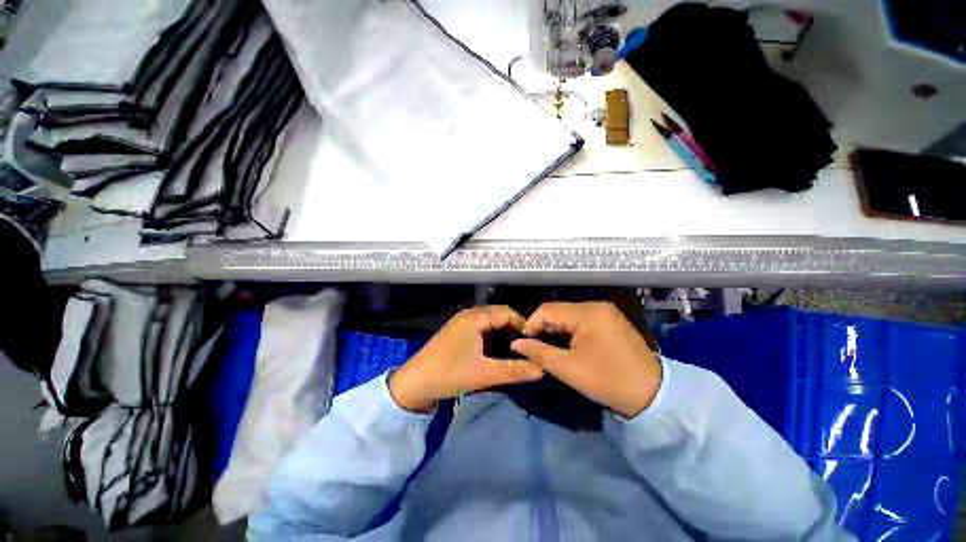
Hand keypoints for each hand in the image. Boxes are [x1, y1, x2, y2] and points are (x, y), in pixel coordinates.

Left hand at [389, 306, 543, 412]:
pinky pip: (481, 329)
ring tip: (517, 351)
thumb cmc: (448, 374)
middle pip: (499, 316)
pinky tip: (499, 351)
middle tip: (528, 348)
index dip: (523, 325)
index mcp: (475, 317)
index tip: (535, 342)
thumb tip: (541, 369)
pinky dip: (493, 338)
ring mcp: (462, 323)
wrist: (413, 384)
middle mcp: (469, 315)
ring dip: (504, 334)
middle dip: (514, 330)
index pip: (507, 312)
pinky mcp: (458, 333)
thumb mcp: (484, 373)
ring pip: (490, 323)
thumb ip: (514, 370)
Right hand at [511, 302, 661, 418]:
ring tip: (548, 346)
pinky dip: (569, 329)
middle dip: (543, 327)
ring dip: (555, 328)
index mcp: (588, 313)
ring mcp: (605, 311)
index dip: (531, 324)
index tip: (524, 343)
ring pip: (568, 314)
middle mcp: (597, 305)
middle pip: (558, 310)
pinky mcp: (610, 319)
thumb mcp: (568, 368)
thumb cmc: (608, 381)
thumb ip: (538, 352)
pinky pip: (581, 318)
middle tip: (535, 347)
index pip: (547, 310)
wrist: (652, 394)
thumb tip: (515, 344)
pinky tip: (566, 342)